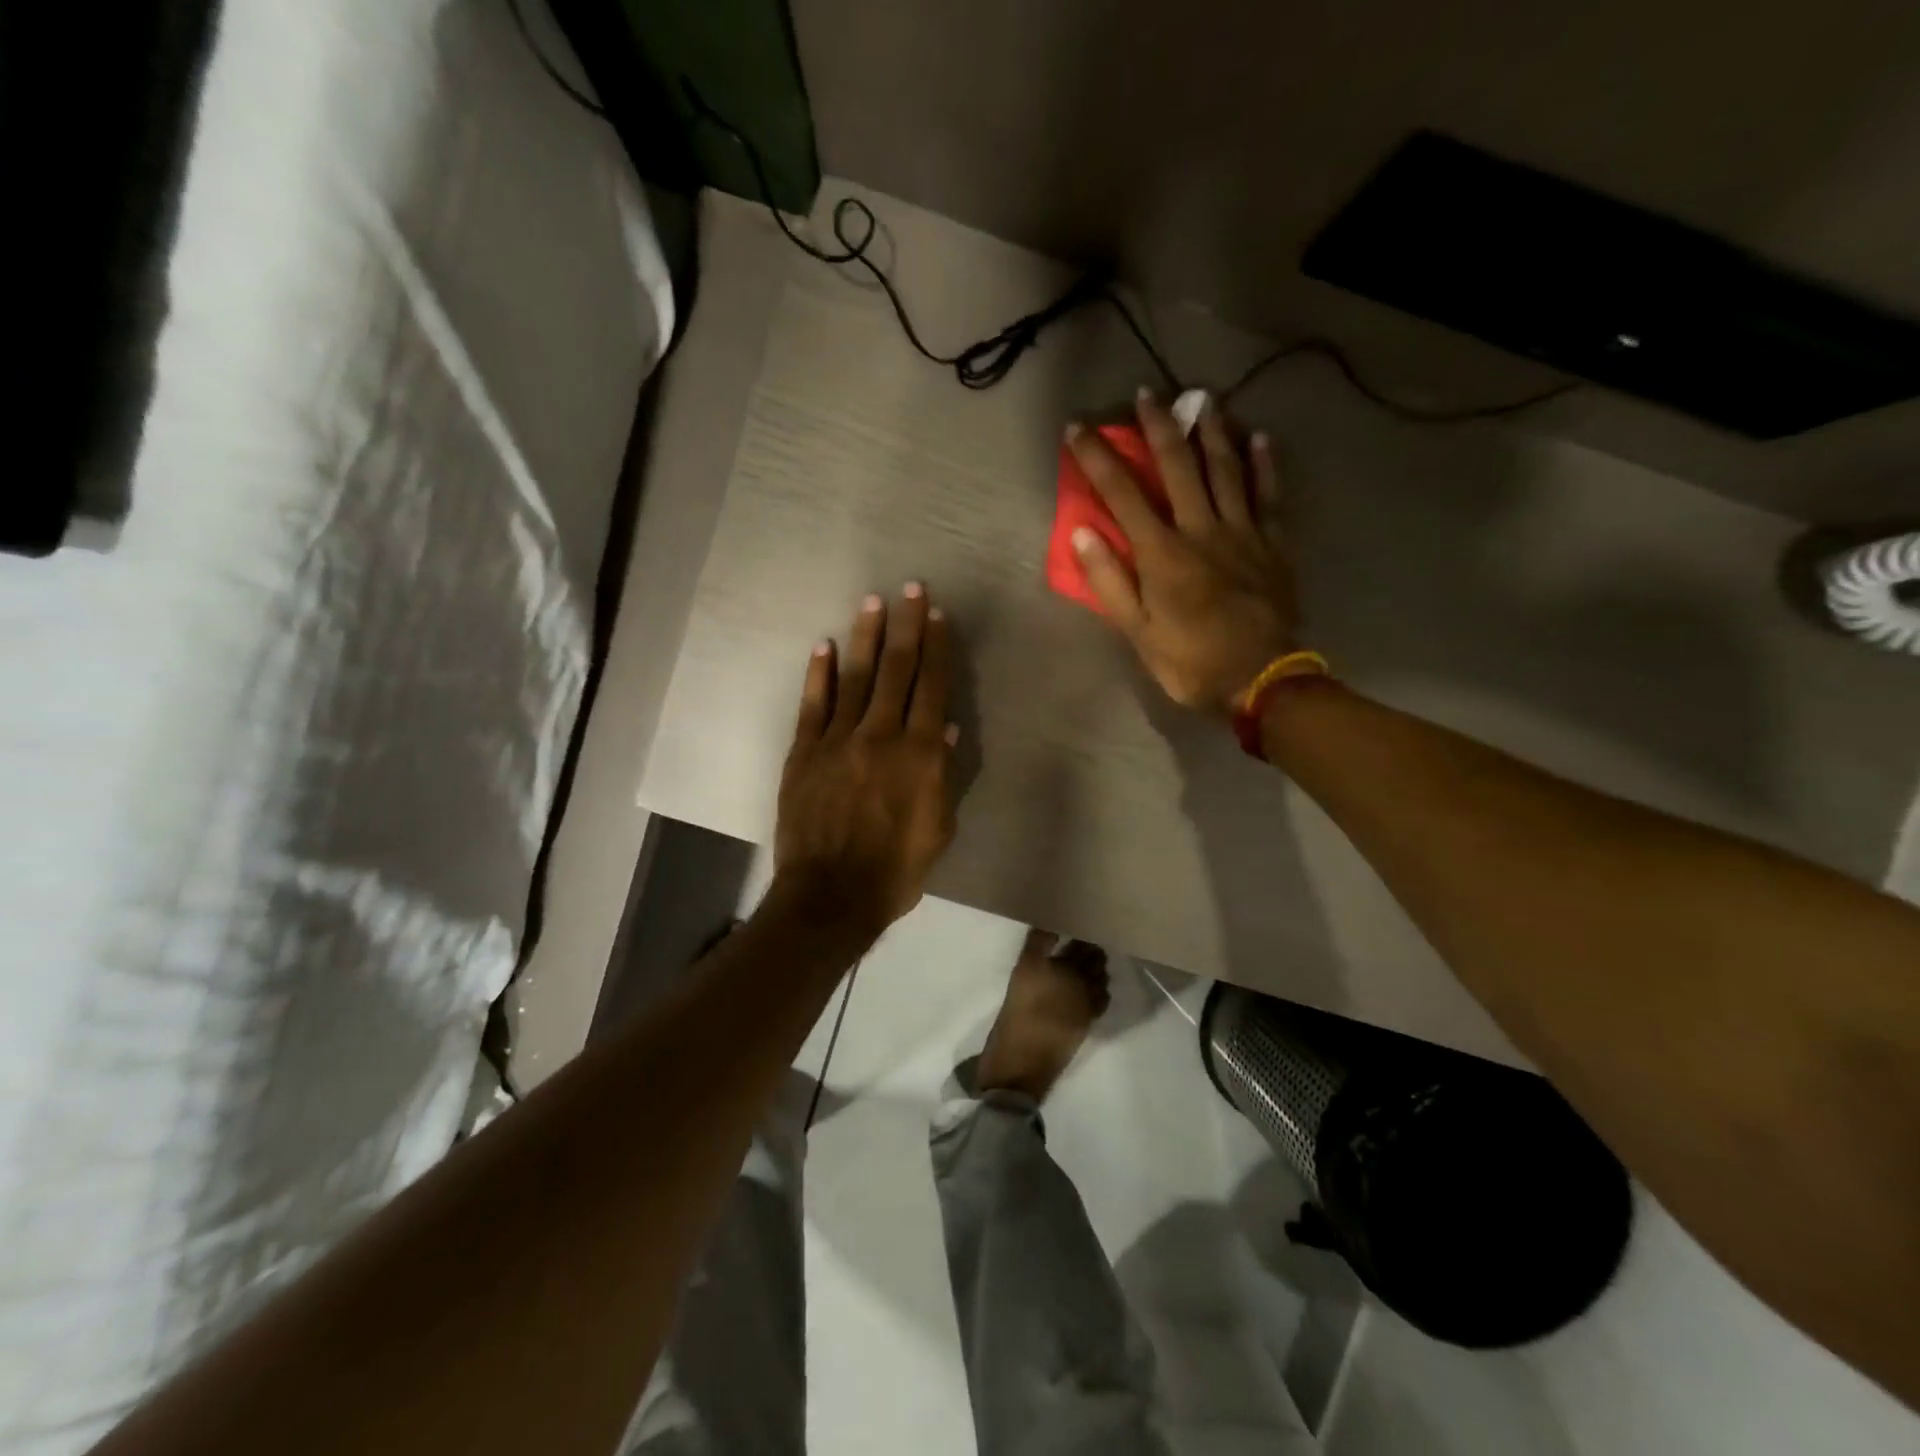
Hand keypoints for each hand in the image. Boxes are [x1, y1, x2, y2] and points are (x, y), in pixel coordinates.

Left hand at [772, 583, 958, 938]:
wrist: (831, 895)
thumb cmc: (895, 870)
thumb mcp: (938, 829)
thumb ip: (941, 775)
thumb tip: (943, 728)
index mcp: (920, 755)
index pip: (932, 688)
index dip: (937, 649)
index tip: (938, 616)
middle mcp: (881, 736)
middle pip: (897, 671)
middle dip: (907, 626)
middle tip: (912, 589)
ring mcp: (839, 741)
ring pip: (856, 678)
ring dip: (866, 638)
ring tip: (874, 603)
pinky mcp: (804, 752)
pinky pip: (813, 704)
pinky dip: (820, 673)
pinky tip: (825, 646)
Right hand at [1066, 393, 1298, 713]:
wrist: (1262, 680)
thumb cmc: (1191, 661)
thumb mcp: (1138, 633)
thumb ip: (1110, 582)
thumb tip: (1082, 533)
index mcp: (1162, 554)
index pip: (1122, 494)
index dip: (1097, 459)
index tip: (1078, 429)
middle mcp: (1201, 530)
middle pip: (1178, 467)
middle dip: (1158, 428)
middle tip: (1147, 395)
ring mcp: (1242, 532)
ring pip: (1226, 469)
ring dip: (1211, 432)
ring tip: (1201, 401)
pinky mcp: (1273, 544)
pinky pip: (1269, 494)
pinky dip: (1264, 464)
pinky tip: (1259, 437)